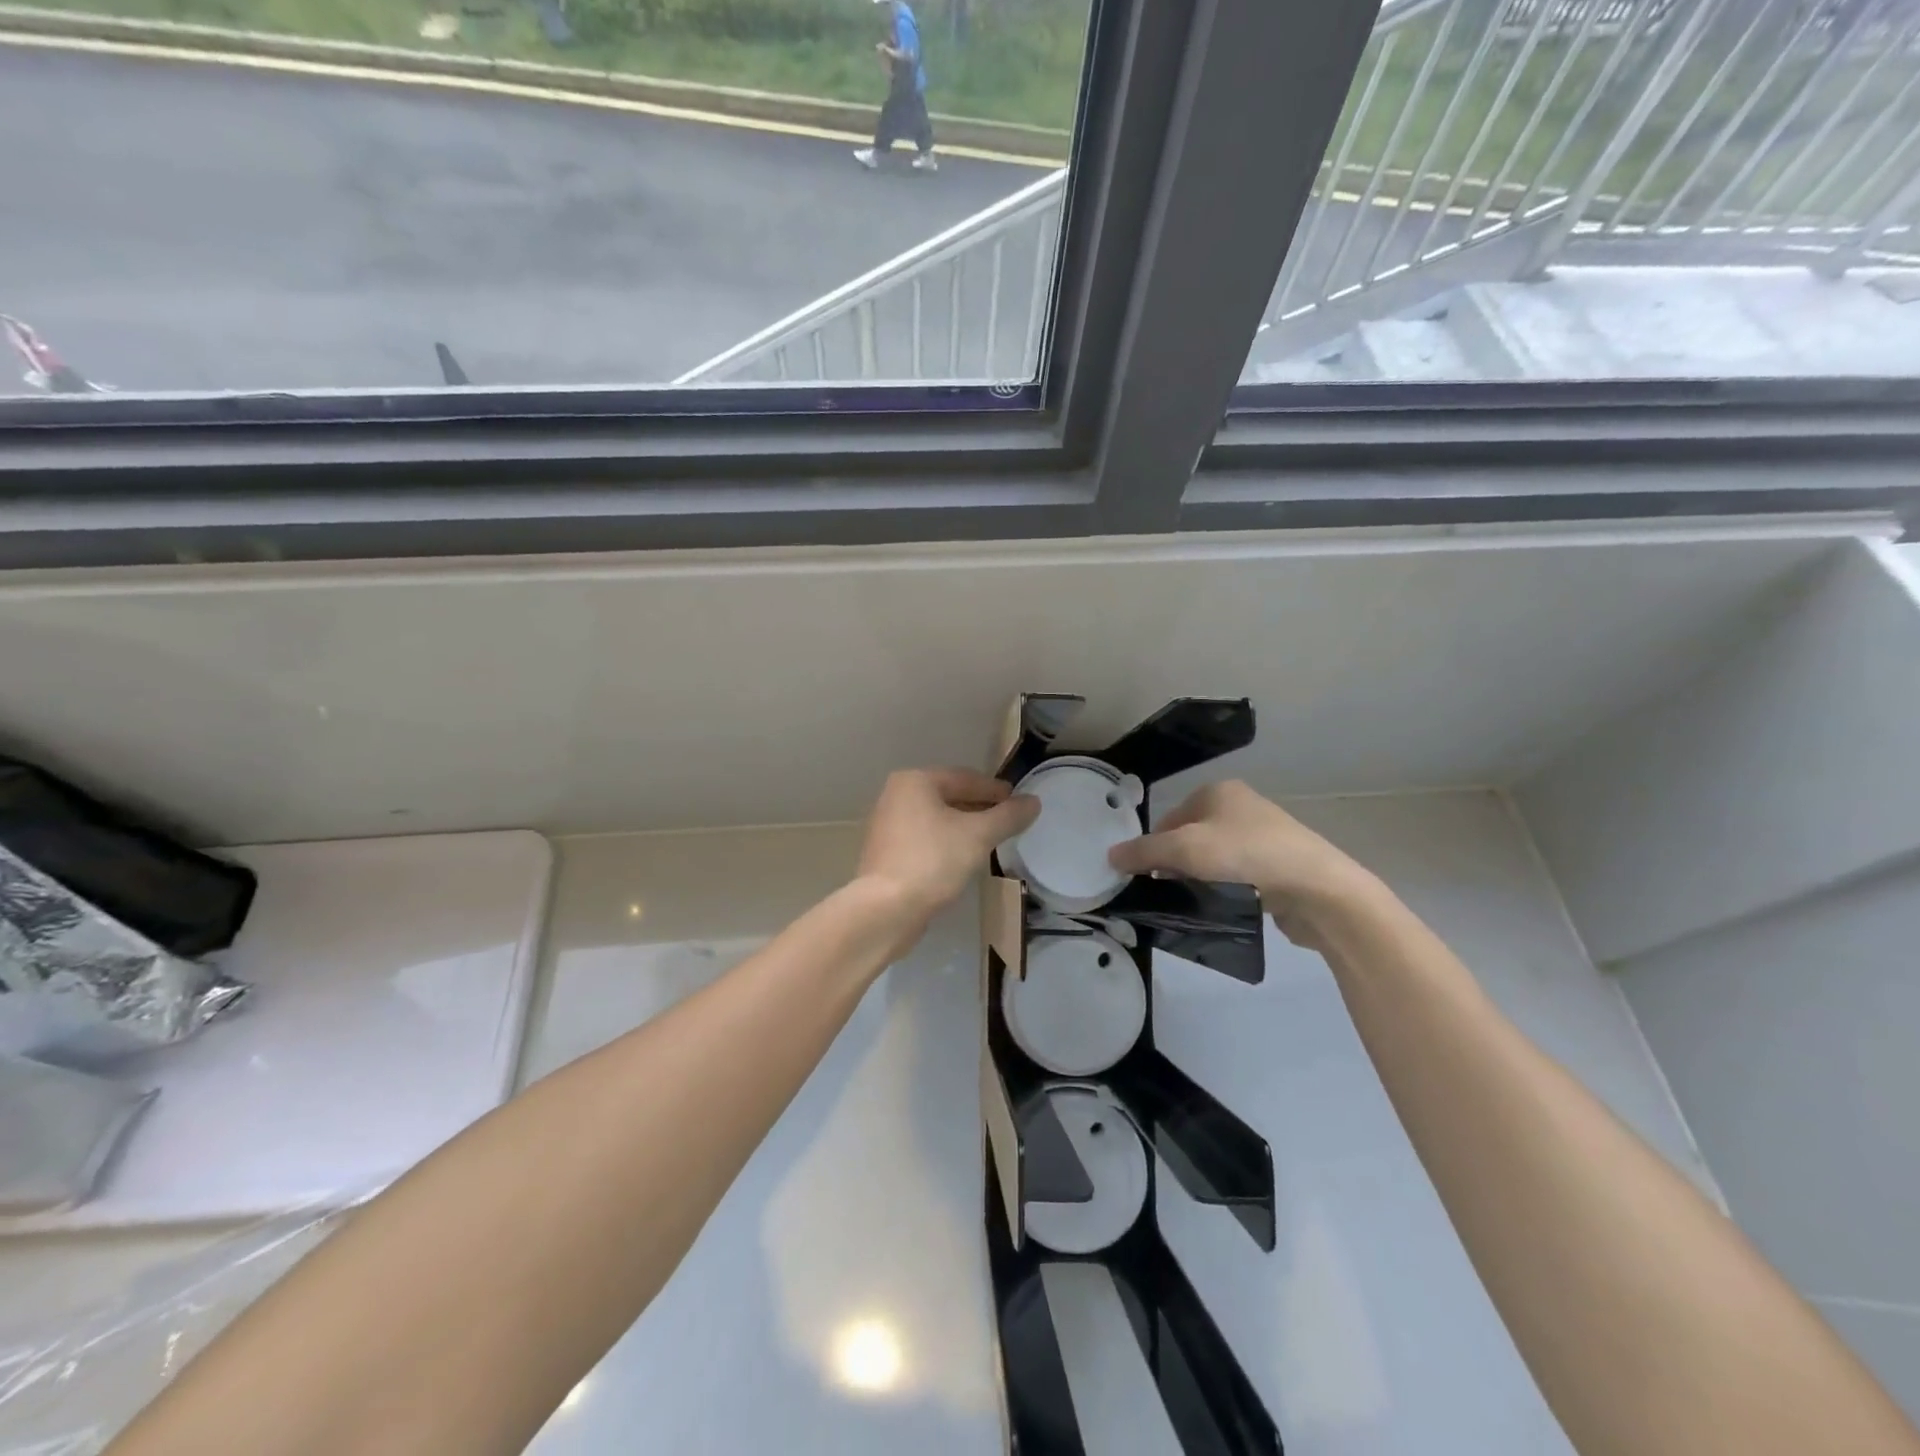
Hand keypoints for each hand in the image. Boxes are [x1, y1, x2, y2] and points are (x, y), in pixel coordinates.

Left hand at [856, 768, 1038, 924]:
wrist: (885, 909)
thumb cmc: (933, 861)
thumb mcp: (978, 836)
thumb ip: (1008, 816)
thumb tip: (1033, 802)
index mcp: (915, 781)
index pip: (965, 778)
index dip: (995, 790)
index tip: (1018, 802)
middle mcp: (896, 796)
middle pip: (948, 797)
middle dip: (979, 808)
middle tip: (1007, 822)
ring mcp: (886, 826)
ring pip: (936, 819)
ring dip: (962, 827)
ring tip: (989, 841)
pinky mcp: (885, 854)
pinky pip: (924, 840)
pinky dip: (945, 843)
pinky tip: (962, 859)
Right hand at [1108, 781, 1375, 930]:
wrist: (1319, 889)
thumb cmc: (1246, 856)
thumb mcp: (1184, 850)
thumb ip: (1143, 852)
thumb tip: (1110, 856)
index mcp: (1218, 791)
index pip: (1168, 819)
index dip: (1153, 849)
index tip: (1149, 880)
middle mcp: (1241, 806)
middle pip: (1190, 839)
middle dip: (1177, 866)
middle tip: (1172, 894)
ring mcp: (1264, 835)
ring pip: (1214, 859)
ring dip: (1202, 880)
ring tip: (1200, 903)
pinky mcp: (1280, 865)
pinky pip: (1239, 875)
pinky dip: (1228, 889)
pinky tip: (1228, 906)